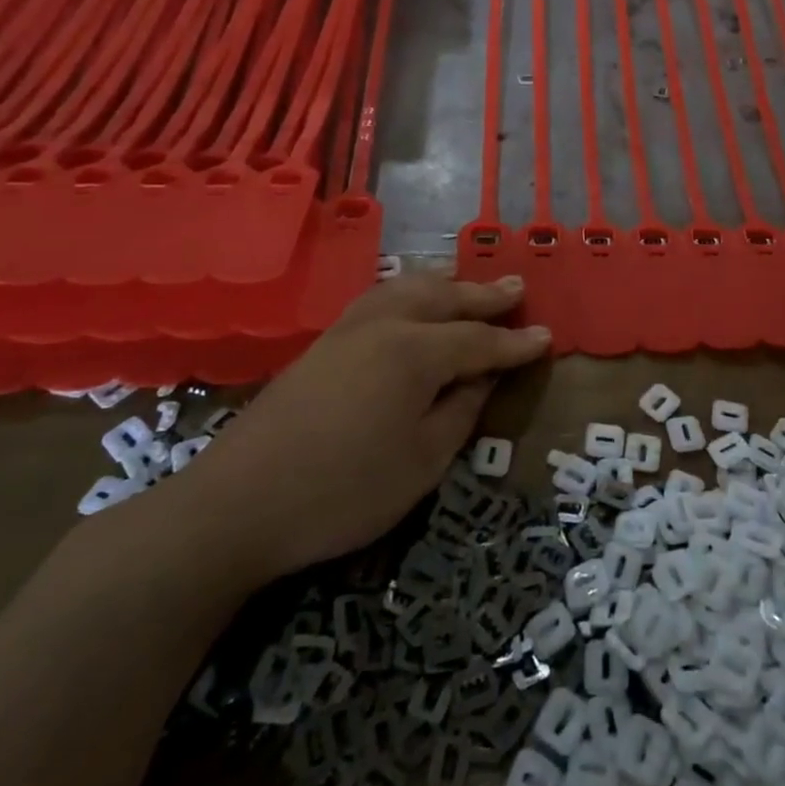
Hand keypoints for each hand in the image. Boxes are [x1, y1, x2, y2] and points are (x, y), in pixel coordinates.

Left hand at [166, 273, 549, 585]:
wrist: (237, 505)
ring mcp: (347, 330)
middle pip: (443, 297)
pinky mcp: (321, 344)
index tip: (546, 337)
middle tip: (517, 286)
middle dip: (483, 294)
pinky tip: (409, 301)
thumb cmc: (343, 491)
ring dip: (443, 282)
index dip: (515, 342)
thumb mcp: (422, 462)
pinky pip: (377, 298)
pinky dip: (407, 291)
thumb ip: (461, 412)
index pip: (479, 339)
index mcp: (415, 352)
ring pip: (405, 287)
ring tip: (466, 280)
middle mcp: (384, 325)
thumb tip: (484, 377)